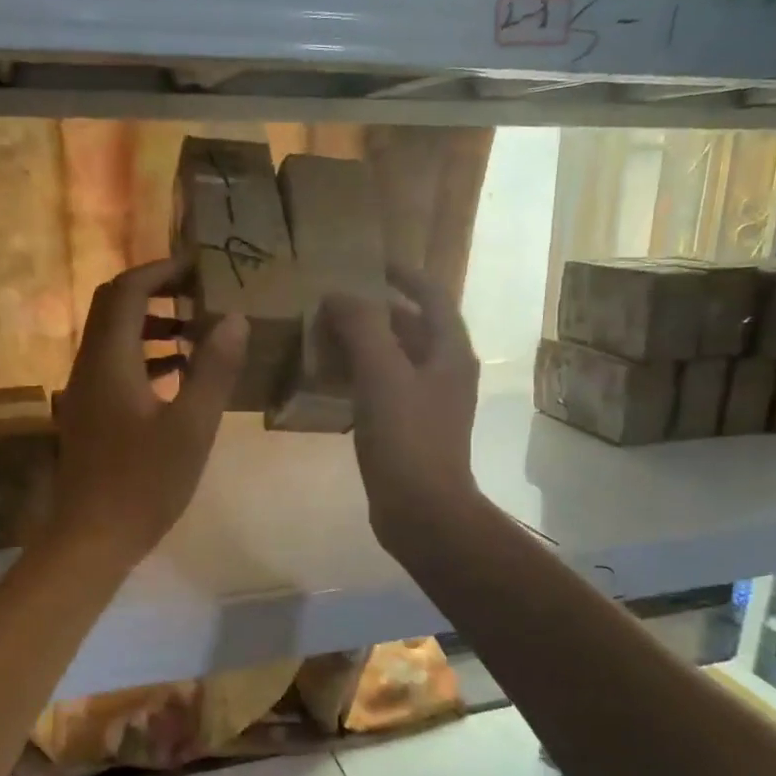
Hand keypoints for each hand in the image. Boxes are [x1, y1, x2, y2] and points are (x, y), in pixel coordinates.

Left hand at [45, 255, 247, 572]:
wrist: (91, 538)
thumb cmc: (144, 483)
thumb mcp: (191, 427)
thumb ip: (214, 370)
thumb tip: (235, 318)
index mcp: (109, 361)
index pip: (127, 290)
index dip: (162, 271)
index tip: (200, 266)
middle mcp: (89, 366)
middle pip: (114, 307)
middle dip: (157, 293)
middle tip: (202, 295)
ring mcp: (85, 391)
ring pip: (114, 338)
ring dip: (152, 326)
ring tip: (198, 334)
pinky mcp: (90, 414)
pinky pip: (115, 366)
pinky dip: (145, 357)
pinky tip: (178, 376)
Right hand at [320, 267, 481, 556]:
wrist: (422, 510)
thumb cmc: (406, 437)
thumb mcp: (381, 372)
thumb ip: (362, 326)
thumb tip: (339, 295)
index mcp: (450, 352)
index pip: (432, 296)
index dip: (404, 276)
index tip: (370, 265)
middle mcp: (446, 372)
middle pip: (413, 328)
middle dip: (376, 312)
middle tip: (335, 303)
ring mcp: (430, 404)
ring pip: (396, 360)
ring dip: (365, 344)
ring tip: (326, 336)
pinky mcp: (411, 430)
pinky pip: (385, 389)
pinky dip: (361, 376)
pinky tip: (332, 382)